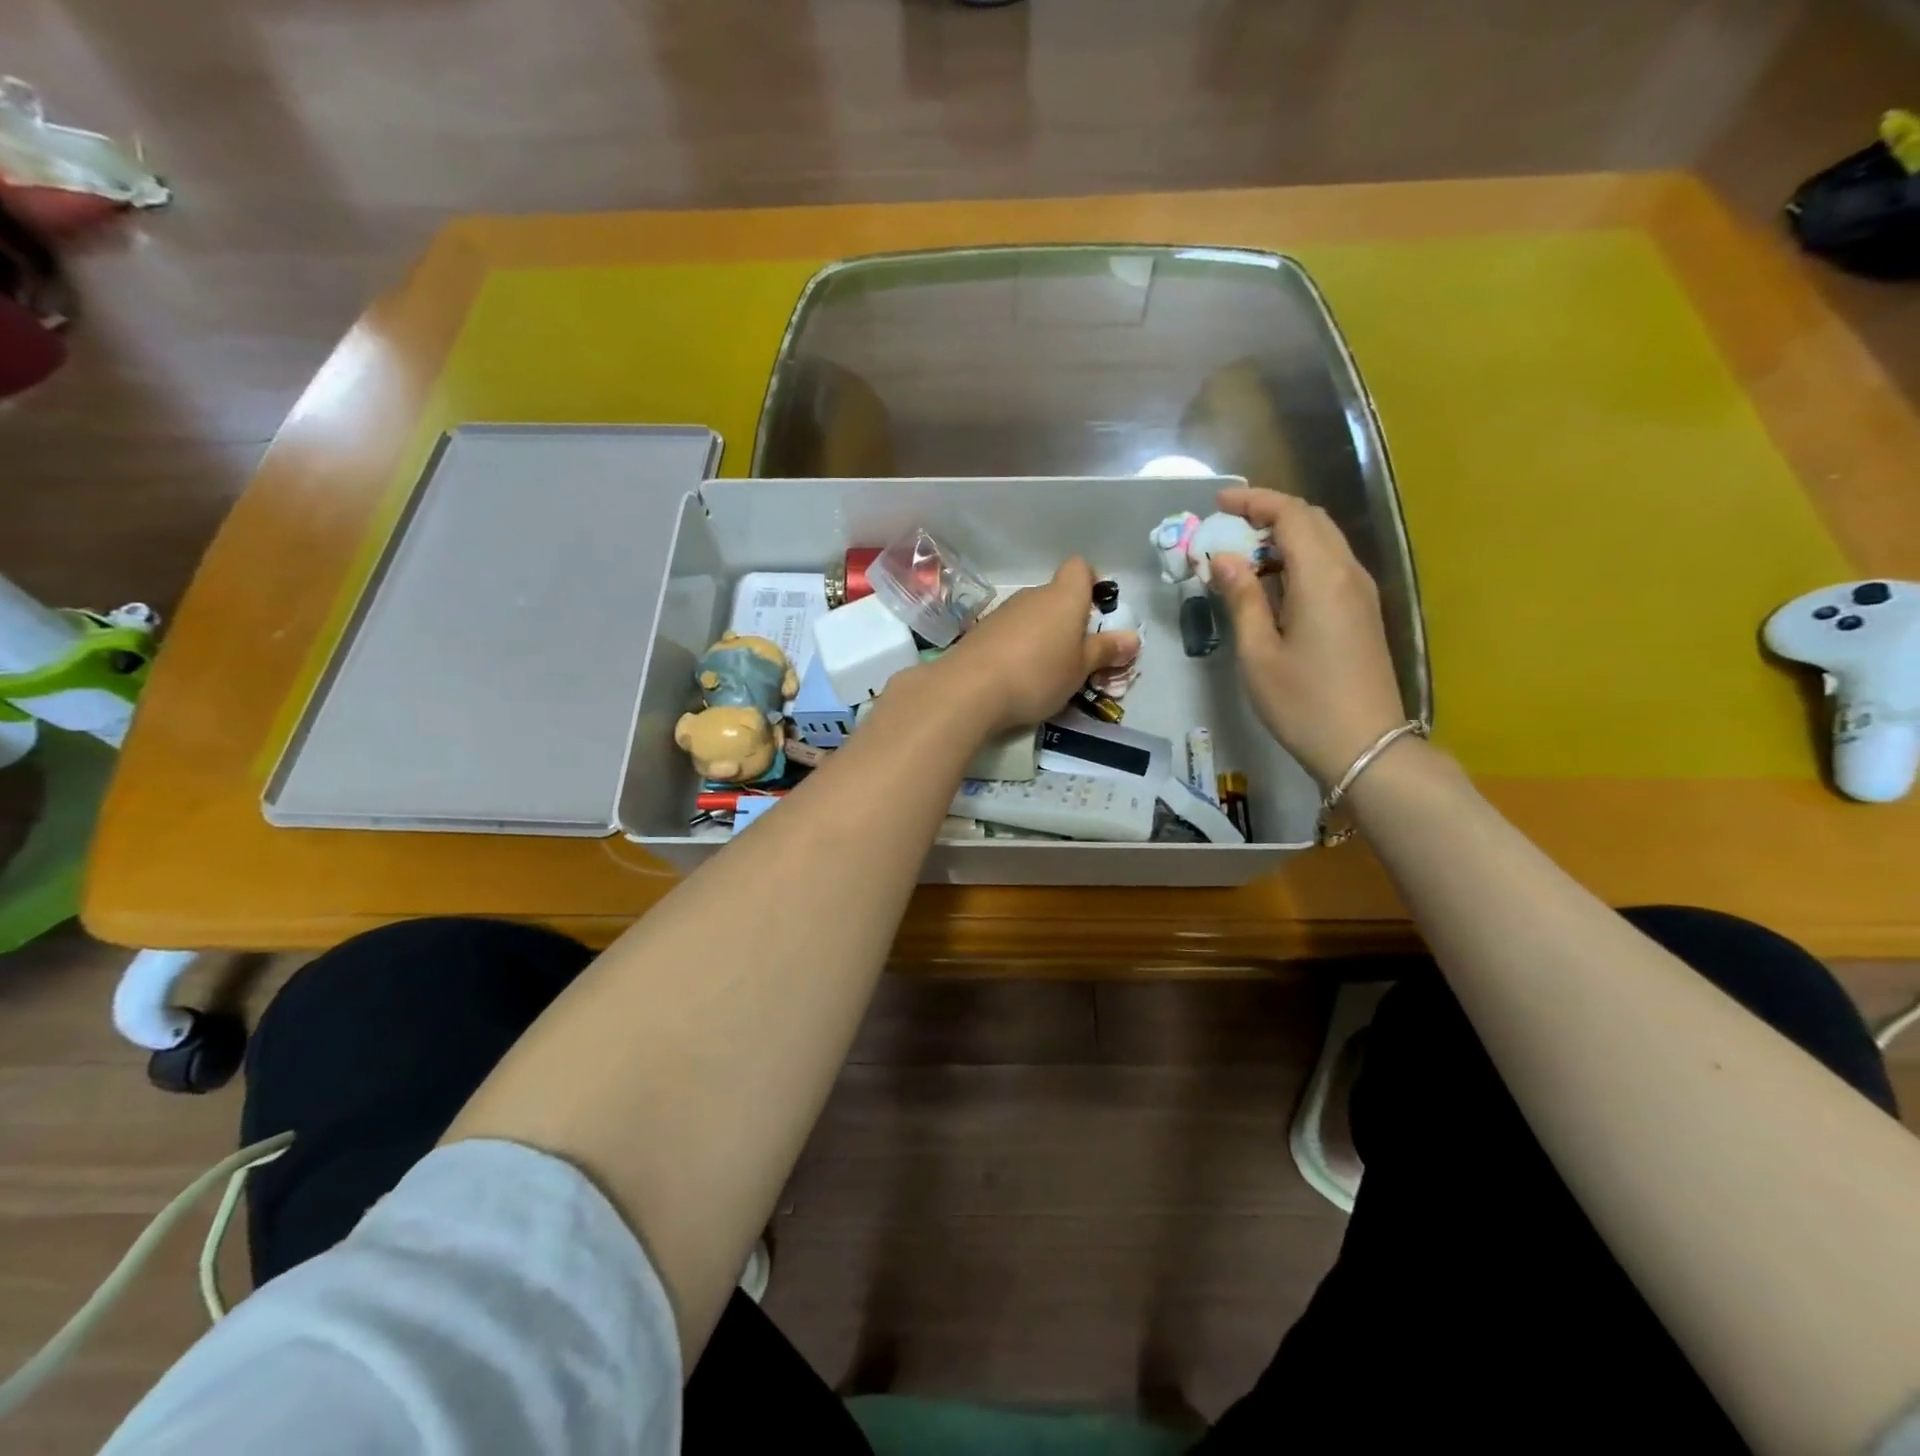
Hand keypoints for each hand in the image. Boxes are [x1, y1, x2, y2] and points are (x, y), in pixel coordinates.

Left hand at [938, 558, 1137, 730]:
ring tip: (1045, 674)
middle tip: (1076, 658)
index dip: (1090, 584)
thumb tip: (1133, 638)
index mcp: (1063, 597)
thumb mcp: (1080, 669)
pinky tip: (1015, 678)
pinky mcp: (979, 633)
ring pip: (1030, 617)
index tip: (1094, 612)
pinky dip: (1015, 649)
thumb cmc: (1038, 674)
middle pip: (1055, 597)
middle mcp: (1032, 596)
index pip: (1079, 568)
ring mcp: (1002, 613)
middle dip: (1066, 622)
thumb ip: (1105, 651)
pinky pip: (1008, 634)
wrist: (970, 689)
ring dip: (1040, 637)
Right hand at [1210, 487, 1407, 785]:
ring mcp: (1361, 592)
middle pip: (1312, 520)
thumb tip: (1223, 559)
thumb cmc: (1302, 702)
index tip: (1216, 504)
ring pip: (1324, 542)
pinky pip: (1331, 566)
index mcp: (1322, 577)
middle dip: (1268, 514)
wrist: (1364, 746)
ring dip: (1284, 537)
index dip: (1254, 501)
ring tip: (1242, 556)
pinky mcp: (1363, 612)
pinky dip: (1299, 559)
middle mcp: (1348, 573)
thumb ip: (1241, 598)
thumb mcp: (1258, 653)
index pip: (1291, 514)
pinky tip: (1272, 585)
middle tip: (1226, 529)